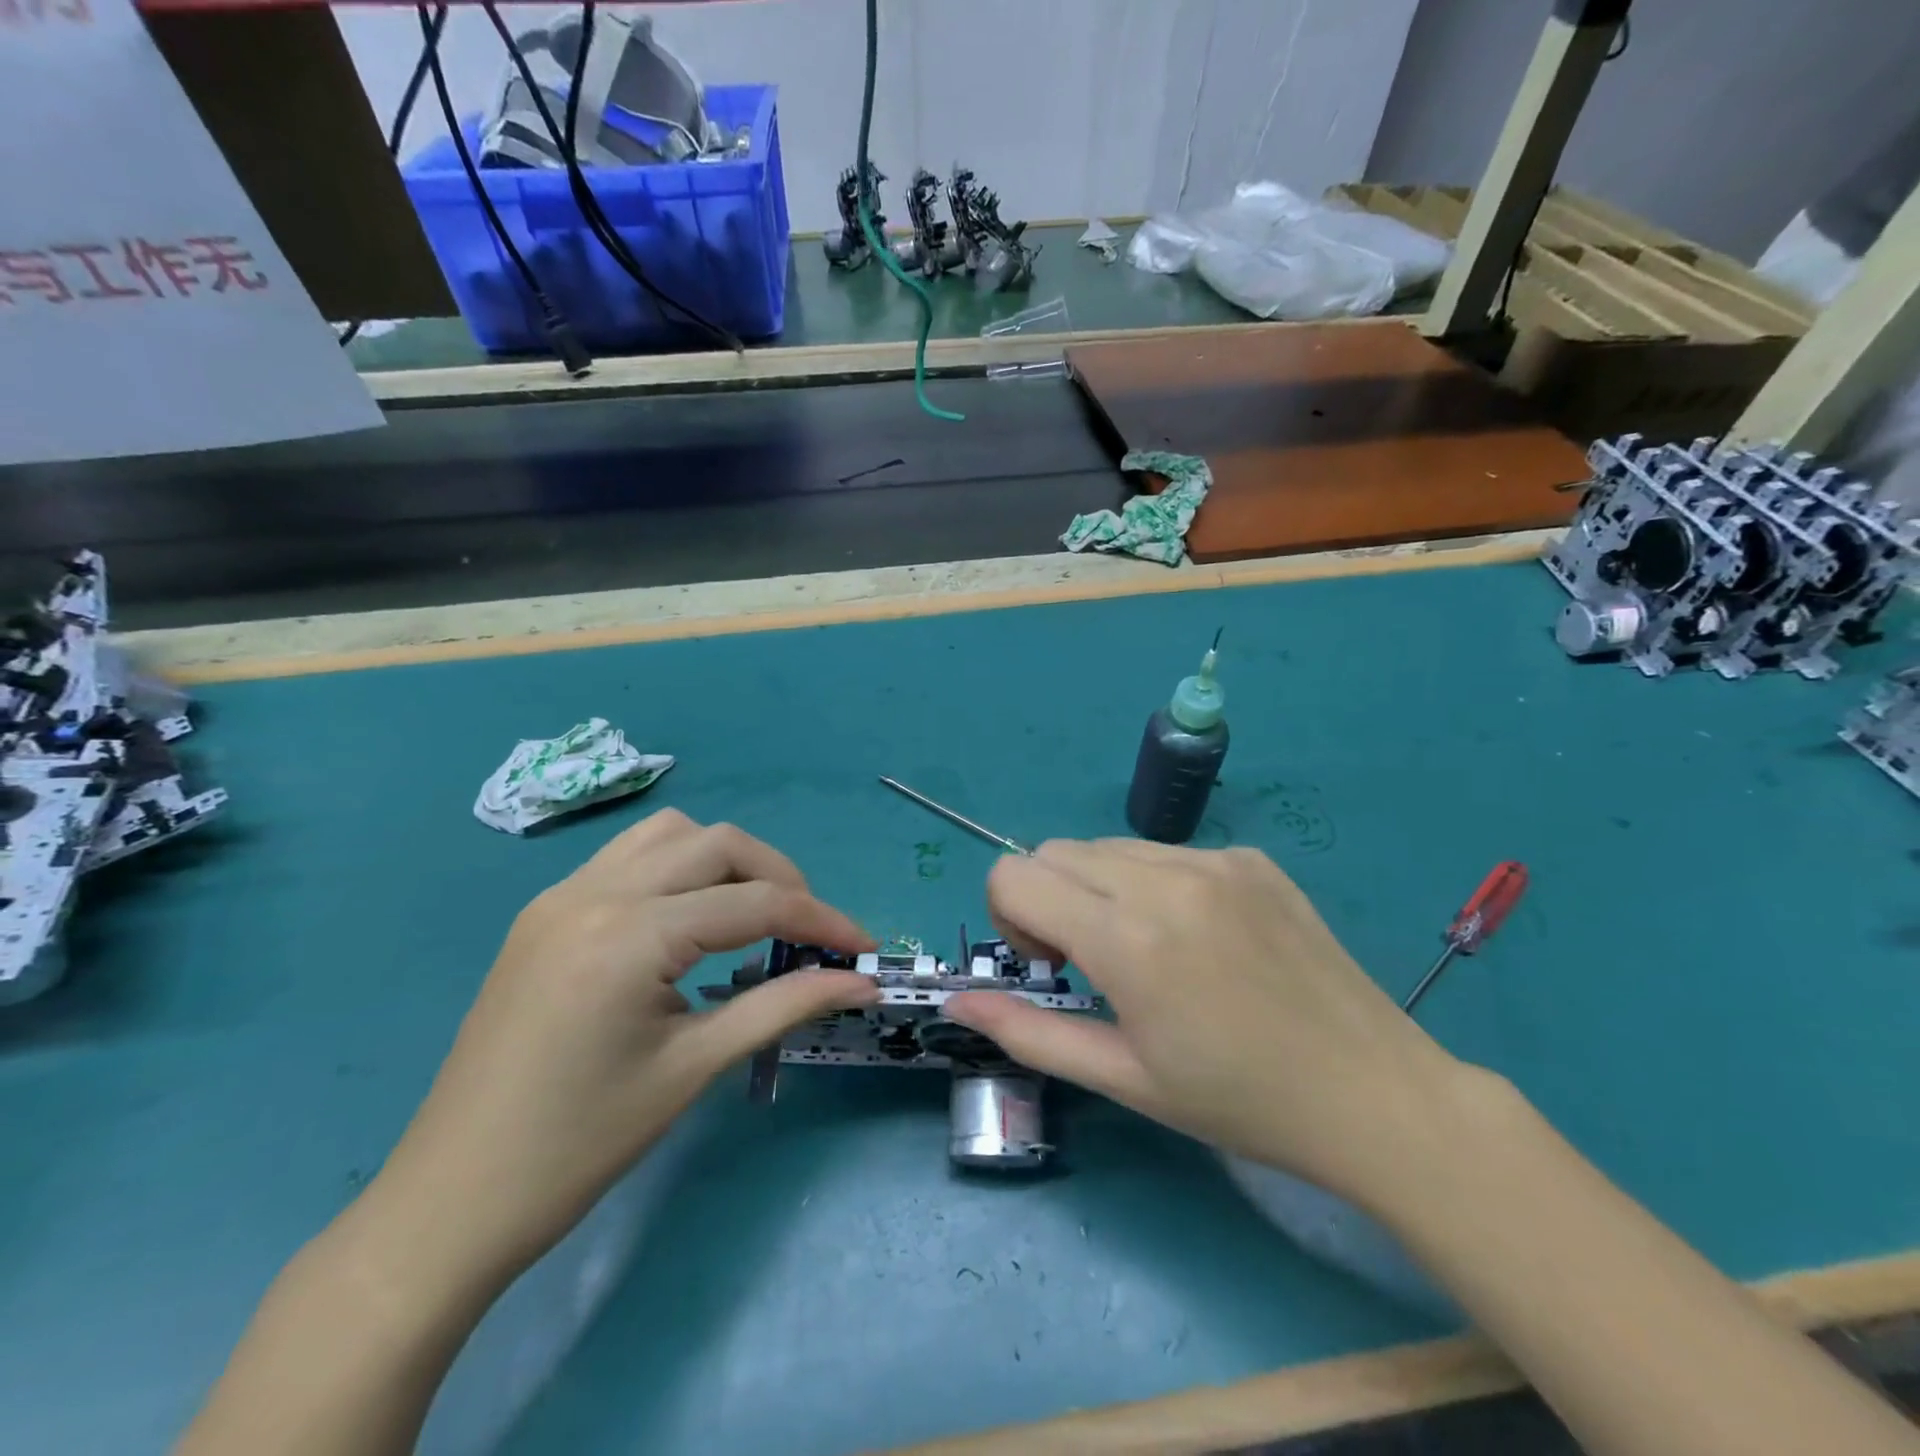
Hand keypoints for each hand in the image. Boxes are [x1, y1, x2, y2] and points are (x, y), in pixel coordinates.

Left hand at [370, 809, 877, 1281]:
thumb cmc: (580, 1145)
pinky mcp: (545, 913)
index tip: (863, 949)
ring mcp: (561, 896)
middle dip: (780, 877)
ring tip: (752, 916)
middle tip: (810, 932)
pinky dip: (678, 871)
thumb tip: (859, 982)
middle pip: (718, 843)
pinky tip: (689, 923)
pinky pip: (629, 858)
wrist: (451, 1200)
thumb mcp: (693, 1067)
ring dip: (725, 862)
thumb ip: (784, 1005)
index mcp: (630, 935)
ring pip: (670, 835)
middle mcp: (594, 892)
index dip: (822, 921)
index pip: (755, 902)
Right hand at [943, 840, 1468, 1210]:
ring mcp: (1215, 860)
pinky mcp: (1251, 857)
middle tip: (1092, 962)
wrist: (1374, 1093)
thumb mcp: (1125, 1078)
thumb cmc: (1239, 1101)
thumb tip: (958, 997)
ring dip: (1099, 888)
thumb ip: (1029, 1032)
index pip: (1014, 875)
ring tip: (1147, 948)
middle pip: (1054, 852)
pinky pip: (1166, 851)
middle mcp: (1165, 878)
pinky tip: (1199, 937)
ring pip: (1108, 846)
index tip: (1052, 965)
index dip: (1011, 918)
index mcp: (1128, 939)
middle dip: (1048, 899)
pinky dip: (1152, 883)